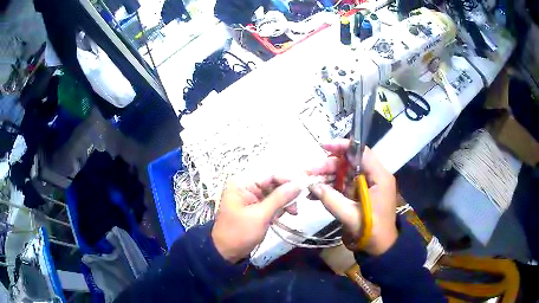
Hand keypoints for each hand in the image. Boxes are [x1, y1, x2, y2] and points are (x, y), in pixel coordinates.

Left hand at [212, 176, 300, 262]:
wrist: (226, 253)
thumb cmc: (240, 233)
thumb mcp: (261, 215)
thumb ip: (280, 198)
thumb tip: (299, 183)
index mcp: (242, 184)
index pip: (270, 175)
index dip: (287, 181)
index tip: (302, 191)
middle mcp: (245, 187)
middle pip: (273, 184)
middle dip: (285, 196)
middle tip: (295, 210)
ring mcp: (249, 197)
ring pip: (273, 194)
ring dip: (282, 204)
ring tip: (288, 215)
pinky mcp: (253, 207)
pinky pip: (270, 203)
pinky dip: (276, 210)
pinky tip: (277, 219)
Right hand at [308, 139, 397, 255]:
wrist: (382, 247)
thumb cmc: (372, 231)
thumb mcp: (351, 217)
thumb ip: (331, 200)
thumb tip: (312, 186)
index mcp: (379, 177)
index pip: (361, 152)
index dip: (342, 146)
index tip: (323, 147)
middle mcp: (375, 176)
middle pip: (351, 161)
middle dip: (329, 165)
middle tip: (310, 173)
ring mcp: (369, 184)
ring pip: (346, 172)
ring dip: (328, 176)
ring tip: (310, 183)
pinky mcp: (363, 192)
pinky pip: (346, 183)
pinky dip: (332, 186)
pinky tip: (317, 192)